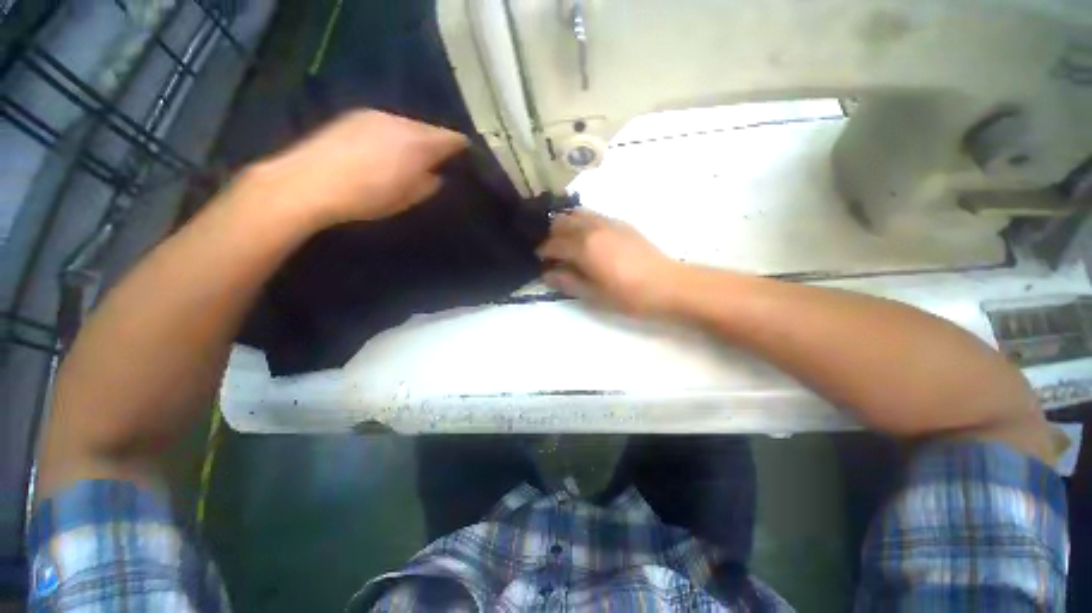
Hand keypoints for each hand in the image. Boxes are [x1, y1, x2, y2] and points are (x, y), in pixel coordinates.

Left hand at [238, 110, 466, 228]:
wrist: (308, 183)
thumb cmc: (366, 197)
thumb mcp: (407, 199)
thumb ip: (428, 185)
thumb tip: (436, 175)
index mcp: (418, 144)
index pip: (451, 138)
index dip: (460, 147)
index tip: (464, 158)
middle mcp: (400, 122)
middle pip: (428, 128)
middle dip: (436, 143)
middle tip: (437, 161)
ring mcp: (374, 115)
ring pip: (406, 124)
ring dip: (413, 138)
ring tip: (409, 157)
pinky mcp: (353, 116)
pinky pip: (385, 122)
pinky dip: (392, 134)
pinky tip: (383, 151)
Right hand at [536, 209, 682, 315]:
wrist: (667, 285)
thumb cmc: (628, 295)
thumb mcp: (594, 294)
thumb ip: (567, 281)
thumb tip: (547, 273)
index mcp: (583, 247)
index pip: (553, 244)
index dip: (542, 252)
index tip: (539, 260)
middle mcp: (592, 228)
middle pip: (561, 221)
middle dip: (551, 235)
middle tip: (552, 252)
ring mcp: (608, 222)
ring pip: (577, 213)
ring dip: (566, 224)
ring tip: (566, 242)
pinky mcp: (621, 223)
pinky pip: (593, 215)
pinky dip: (582, 221)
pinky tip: (587, 237)